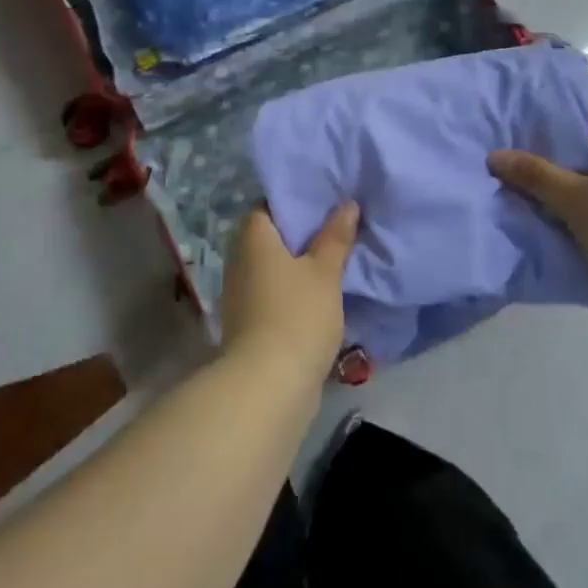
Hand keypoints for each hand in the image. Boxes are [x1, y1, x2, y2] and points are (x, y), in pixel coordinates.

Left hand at [220, 202, 358, 389]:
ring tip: (335, 260)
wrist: (268, 385)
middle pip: (272, 237)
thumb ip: (336, 237)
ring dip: (299, 265)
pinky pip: (274, 292)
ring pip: (274, 267)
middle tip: (338, 229)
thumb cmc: (297, 315)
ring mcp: (241, 293)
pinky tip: (320, 295)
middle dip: (302, 235)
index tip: (326, 203)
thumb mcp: (325, 272)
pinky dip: (293, 290)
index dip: (296, 202)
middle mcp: (239, 259)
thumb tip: (347, 204)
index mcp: (253, 237)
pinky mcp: (249, 321)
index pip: (269, 205)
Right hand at [489, 110, 587, 330]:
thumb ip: (535, 176)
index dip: (551, 126)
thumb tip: (495, 155)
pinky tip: (576, 226)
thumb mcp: (574, 202)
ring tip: (543, 201)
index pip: (585, 117)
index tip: (521, 141)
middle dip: (560, 160)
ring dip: (578, 188)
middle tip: (523, 173)